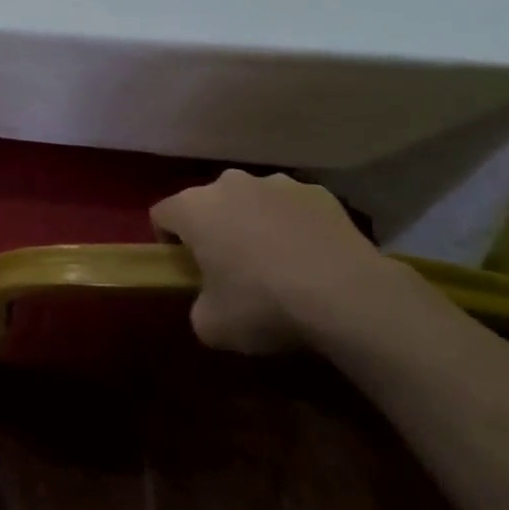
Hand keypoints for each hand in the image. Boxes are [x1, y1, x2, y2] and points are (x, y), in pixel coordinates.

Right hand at [150, 171, 392, 353]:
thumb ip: (198, 306)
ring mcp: (277, 183)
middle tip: (231, 268)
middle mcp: (228, 183)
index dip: (167, 241)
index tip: (186, 269)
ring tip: (277, 263)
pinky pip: (294, 208)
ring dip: (255, 222)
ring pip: (252, 200)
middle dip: (214, 228)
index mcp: (193, 208)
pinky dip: (295, 225)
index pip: (161, 214)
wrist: (346, 296)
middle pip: (208, 203)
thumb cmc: (262, 305)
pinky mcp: (319, 192)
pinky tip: (312, 258)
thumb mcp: (211, 325)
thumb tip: (210, 303)